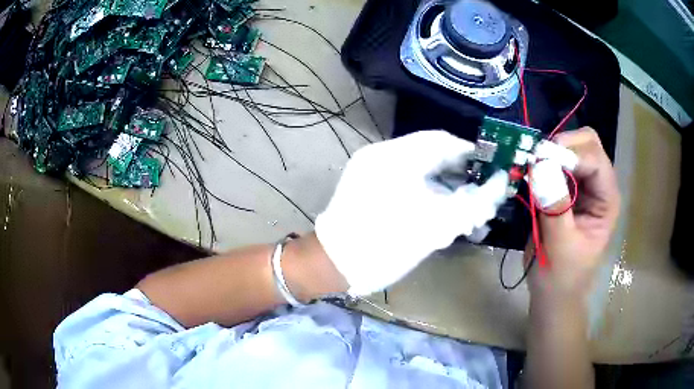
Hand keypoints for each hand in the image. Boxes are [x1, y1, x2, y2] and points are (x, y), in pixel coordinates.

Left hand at [315, 131, 508, 295]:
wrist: (333, 265)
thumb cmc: (385, 244)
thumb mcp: (436, 225)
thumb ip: (474, 203)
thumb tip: (499, 185)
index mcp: (396, 156)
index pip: (443, 141)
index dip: (471, 154)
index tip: (491, 170)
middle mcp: (383, 156)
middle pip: (433, 157)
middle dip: (461, 177)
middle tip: (482, 197)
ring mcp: (373, 172)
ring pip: (421, 173)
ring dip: (446, 190)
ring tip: (467, 213)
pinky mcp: (368, 188)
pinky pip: (407, 184)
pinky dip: (428, 196)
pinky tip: (443, 216)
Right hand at [530, 127, 619, 299]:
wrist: (553, 292)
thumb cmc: (562, 276)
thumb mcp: (559, 245)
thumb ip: (555, 206)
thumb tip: (541, 167)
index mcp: (606, 201)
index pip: (596, 160)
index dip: (571, 155)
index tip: (541, 161)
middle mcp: (599, 186)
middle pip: (588, 143)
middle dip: (563, 145)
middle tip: (538, 158)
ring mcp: (584, 186)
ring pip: (572, 148)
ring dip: (552, 152)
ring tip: (532, 166)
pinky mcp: (568, 189)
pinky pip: (557, 162)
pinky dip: (544, 162)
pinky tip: (532, 174)